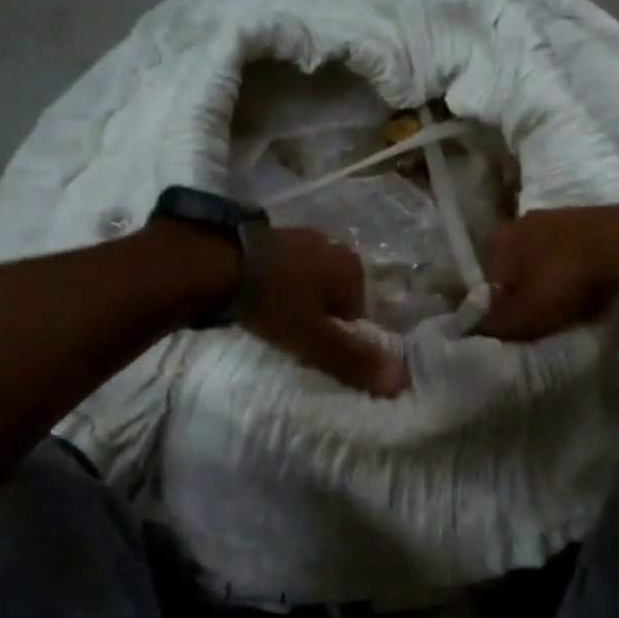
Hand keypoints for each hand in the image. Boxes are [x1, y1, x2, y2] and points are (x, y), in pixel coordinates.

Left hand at [244, 228, 408, 397]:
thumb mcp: (314, 339)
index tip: (312, 349)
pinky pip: (282, 268)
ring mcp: (299, 236)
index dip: (337, 336)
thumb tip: (401, 382)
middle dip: (317, 316)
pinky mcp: (268, 234)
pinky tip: (255, 296)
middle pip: (333, 295)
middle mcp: (332, 246)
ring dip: (295, 298)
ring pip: (307, 280)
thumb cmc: (274, 301)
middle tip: (291, 336)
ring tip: (271, 318)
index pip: (358, 314)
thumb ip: (354, 361)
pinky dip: (274, 283)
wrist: (217, 260)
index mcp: (351, 268)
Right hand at [475, 205, 618, 341]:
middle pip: (517, 268)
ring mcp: (556, 216)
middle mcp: (521, 223)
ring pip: (545, 258)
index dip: (501, 307)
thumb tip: (467, 332)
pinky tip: (592, 286)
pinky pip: (572, 251)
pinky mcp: (588, 217)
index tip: (520, 326)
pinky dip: (577, 269)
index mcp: (499, 241)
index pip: (488, 281)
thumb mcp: (526, 315)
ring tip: (572, 304)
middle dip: (528, 292)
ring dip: (553, 280)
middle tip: (546, 318)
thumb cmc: (564, 280)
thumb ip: (494, 326)